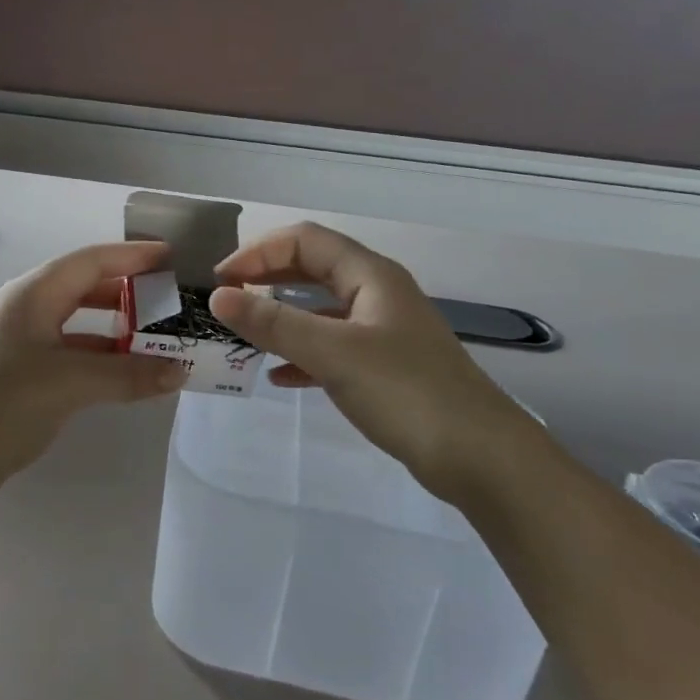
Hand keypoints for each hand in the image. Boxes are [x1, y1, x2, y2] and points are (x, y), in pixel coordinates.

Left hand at [0, 240, 187, 500]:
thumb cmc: (3, 402)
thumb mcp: (69, 382)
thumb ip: (127, 374)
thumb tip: (180, 371)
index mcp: (35, 293)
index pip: (92, 260)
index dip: (133, 256)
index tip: (173, 258)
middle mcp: (31, 309)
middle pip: (88, 286)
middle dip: (130, 291)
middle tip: (172, 299)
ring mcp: (28, 341)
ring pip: (84, 322)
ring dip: (121, 327)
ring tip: (162, 335)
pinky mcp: (29, 373)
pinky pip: (77, 352)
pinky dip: (106, 357)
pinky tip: (133, 371)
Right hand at [208, 222, 548, 499]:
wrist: (481, 458)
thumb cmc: (406, 392)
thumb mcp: (334, 353)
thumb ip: (274, 324)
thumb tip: (218, 297)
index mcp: (371, 275)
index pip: (305, 241)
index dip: (259, 253)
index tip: (221, 281)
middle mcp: (377, 294)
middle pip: (313, 269)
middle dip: (267, 279)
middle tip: (226, 299)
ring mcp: (383, 332)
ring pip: (321, 310)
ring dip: (281, 317)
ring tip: (243, 334)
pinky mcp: (385, 367)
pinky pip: (332, 347)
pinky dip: (302, 354)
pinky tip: (279, 376)